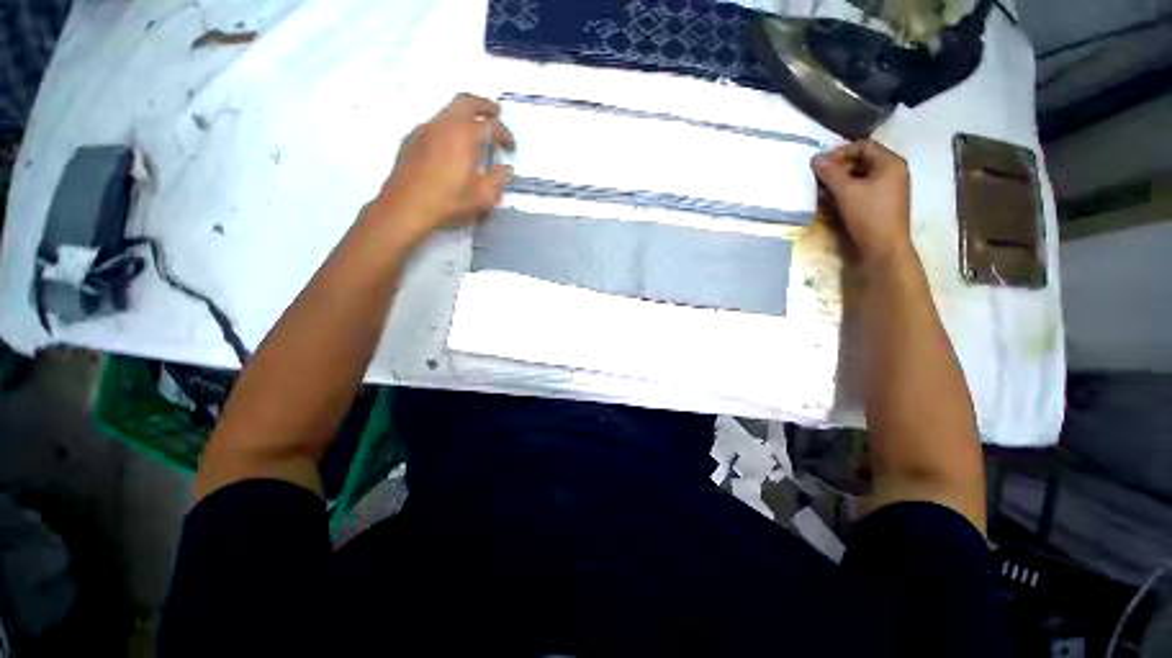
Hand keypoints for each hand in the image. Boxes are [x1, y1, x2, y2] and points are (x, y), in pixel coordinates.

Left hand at [372, 94, 514, 243]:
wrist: (405, 207)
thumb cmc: (447, 202)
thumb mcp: (481, 198)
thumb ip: (497, 180)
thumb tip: (505, 168)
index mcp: (464, 137)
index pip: (491, 126)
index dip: (505, 134)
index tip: (511, 146)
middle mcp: (444, 125)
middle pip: (467, 102)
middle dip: (484, 106)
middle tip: (496, 113)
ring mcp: (425, 129)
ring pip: (449, 110)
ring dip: (466, 114)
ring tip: (476, 129)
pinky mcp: (412, 138)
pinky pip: (436, 123)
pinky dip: (451, 125)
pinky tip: (453, 144)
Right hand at [811, 140, 911, 265]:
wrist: (884, 247)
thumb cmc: (868, 215)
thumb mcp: (846, 191)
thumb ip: (830, 173)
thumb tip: (815, 158)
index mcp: (890, 163)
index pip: (863, 145)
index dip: (840, 152)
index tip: (821, 165)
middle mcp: (893, 172)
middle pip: (861, 161)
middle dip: (838, 169)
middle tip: (819, 179)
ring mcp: (889, 188)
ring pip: (861, 177)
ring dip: (840, 182)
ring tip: (822, 193)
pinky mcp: (882, 203)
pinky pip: (863, 190)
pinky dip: (847, 193)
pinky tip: (833, 203)